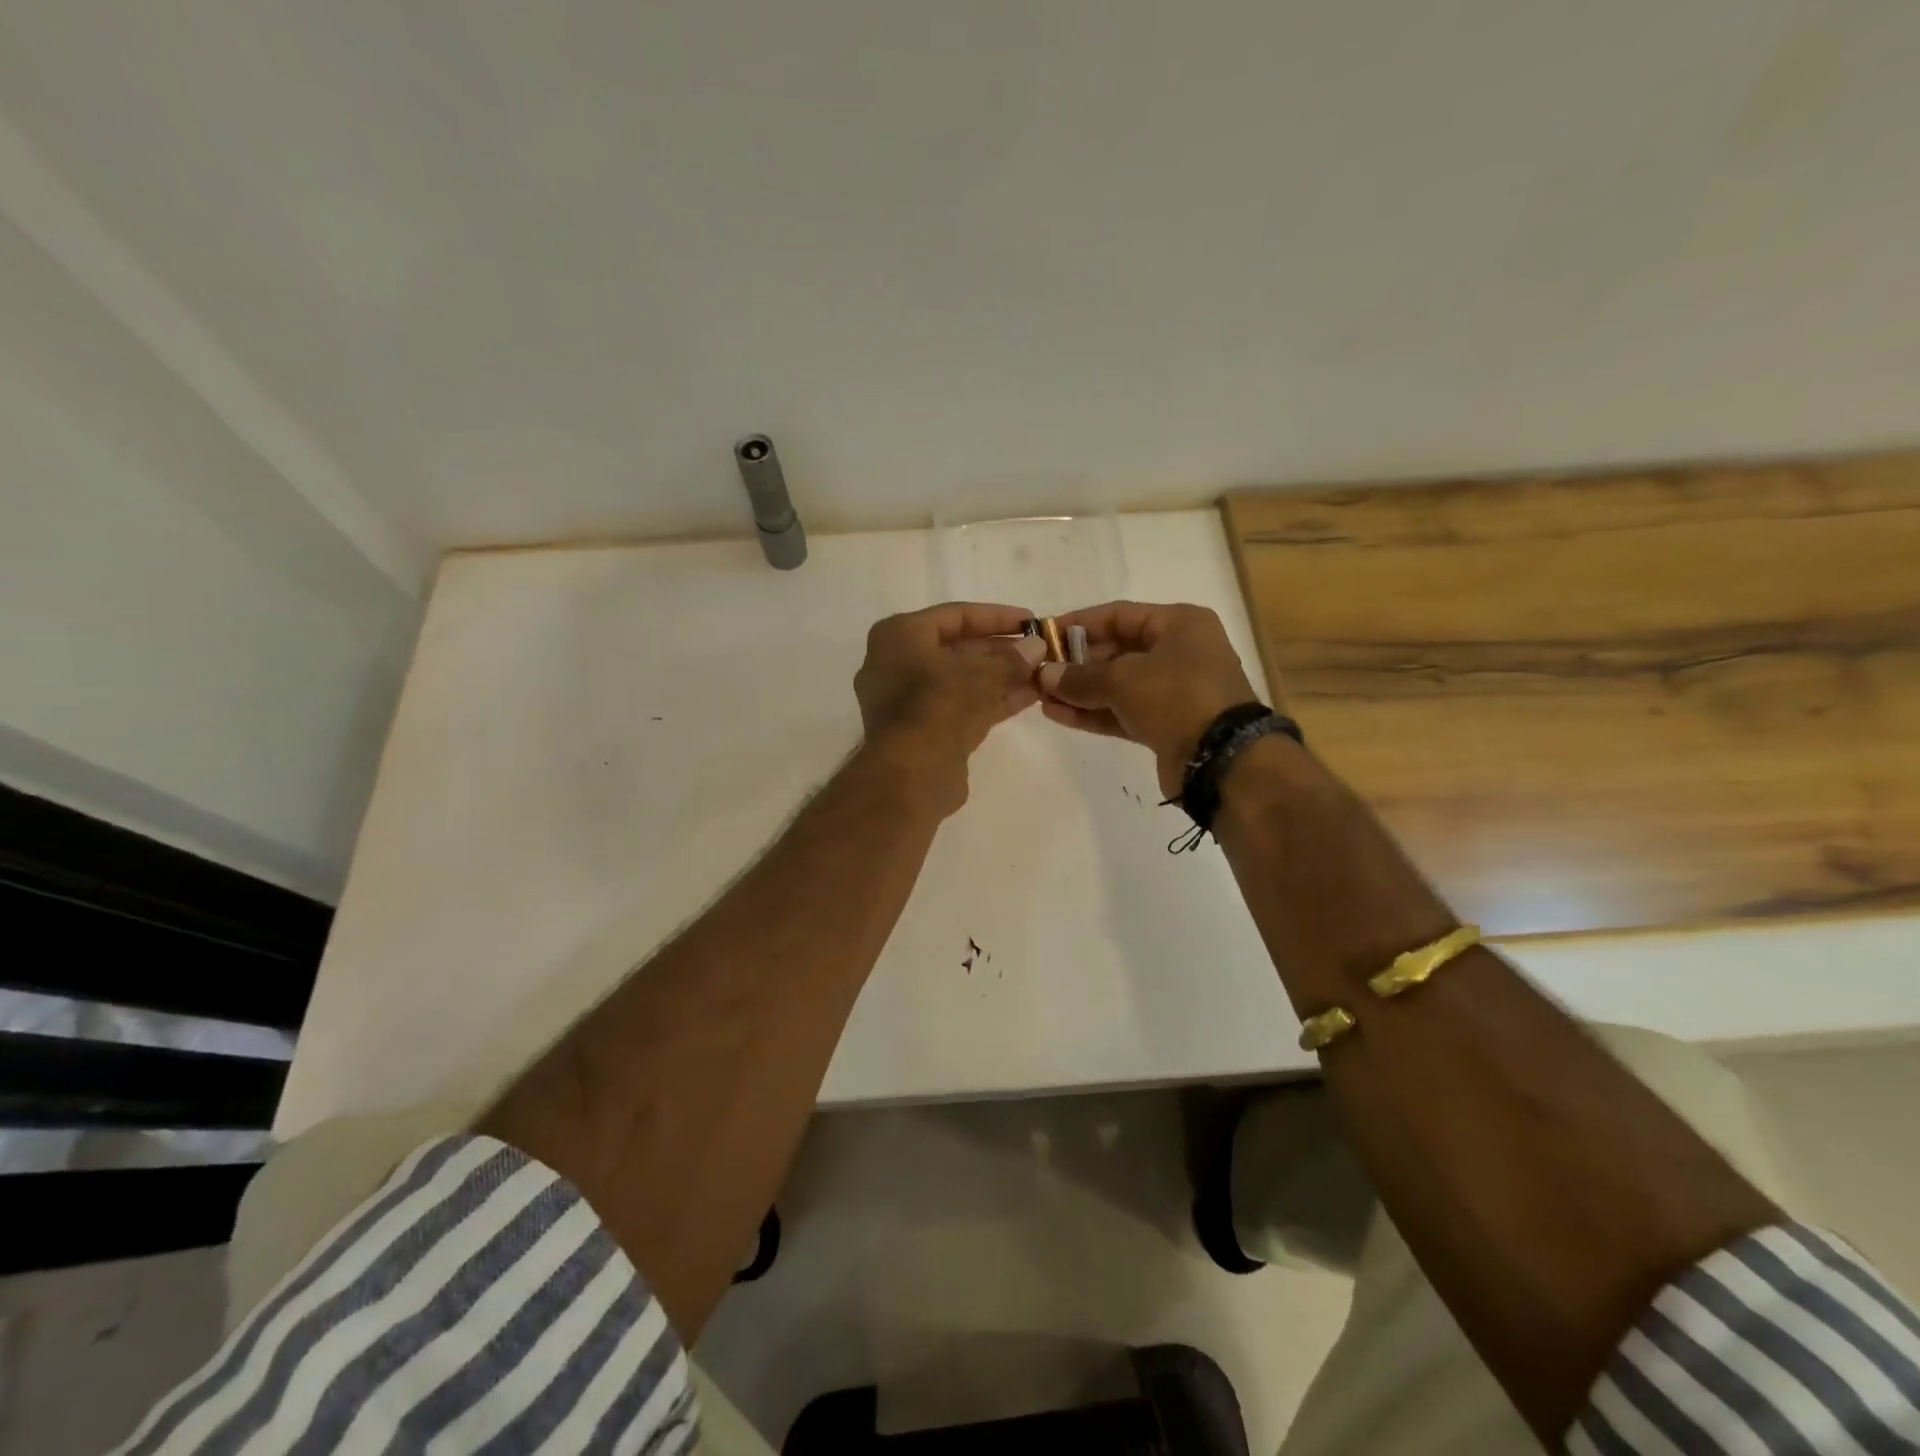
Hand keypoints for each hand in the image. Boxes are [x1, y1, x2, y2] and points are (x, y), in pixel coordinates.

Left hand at [854, 602, 1046, 812]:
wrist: (911, 773)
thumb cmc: (939, 705)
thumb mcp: (982, 674)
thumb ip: (1012, 658)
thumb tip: (1037, 647)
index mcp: (899, 636)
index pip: (955, 615)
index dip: (997, 617)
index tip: (1031, 621)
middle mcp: (896, 663)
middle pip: (957, 648)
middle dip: (1002, 650)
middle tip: (1040, 650)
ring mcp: (907, 700)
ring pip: (961, 679)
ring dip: (1001, 676)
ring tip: (1042, 673)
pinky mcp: (923, 731)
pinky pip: (961, 705)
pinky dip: (991, 699)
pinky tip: (1029, 697)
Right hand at [1037, 601, 1261, 797]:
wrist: (1221, 759)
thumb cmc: (1177, 697)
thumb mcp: (1124, 679)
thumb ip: (1080, 676)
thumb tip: (1044, 675)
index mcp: (1180, 624)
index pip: (1120, 615)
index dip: (1080, 624)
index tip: (1045, 635)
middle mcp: (1180, 652)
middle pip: (1118, 650)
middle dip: (1077, 662)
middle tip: (1039, 671)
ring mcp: (1174, 691)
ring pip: (1118, 685)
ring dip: (1080, 690)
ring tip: (1040, 696)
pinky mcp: (1165, 725)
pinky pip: (1122, 712)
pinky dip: (1093, 712)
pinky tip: (1058, 714)